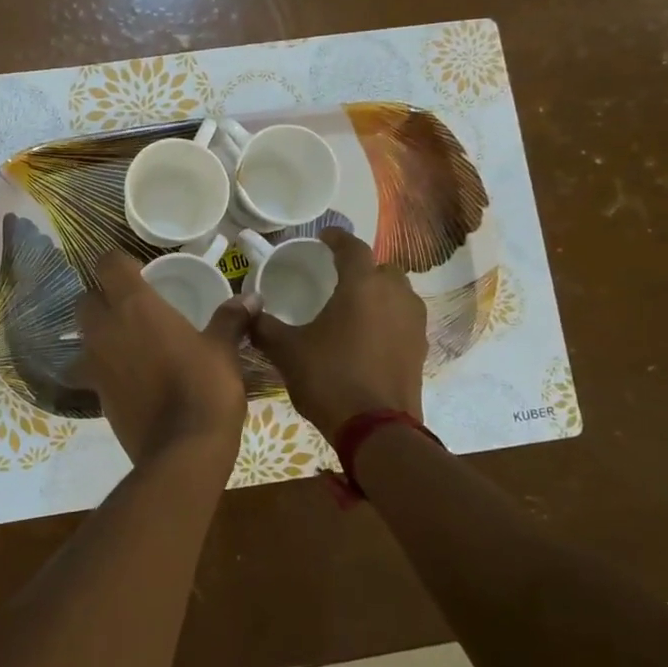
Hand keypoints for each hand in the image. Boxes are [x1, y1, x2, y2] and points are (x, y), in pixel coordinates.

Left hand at [76, 252, 254, 468]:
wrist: (182, 449)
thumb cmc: (205, 387)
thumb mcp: (223, 349)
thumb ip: (231, 319)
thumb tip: (251, 298)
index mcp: (135, 305)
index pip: (107, 264)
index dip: (118, 263)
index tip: (137, 271)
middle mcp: (106, 328)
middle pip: (86, 299)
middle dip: (102, 298)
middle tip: (130, 307)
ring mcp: (95, 362)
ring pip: (83, 335)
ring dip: (98, 332)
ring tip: (126, 341)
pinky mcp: (95, 393)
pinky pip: (90, 369)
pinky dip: (102, 366)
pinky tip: (127, 375)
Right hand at [252, 227, 428, 442]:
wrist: (376, 428)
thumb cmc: (329, 378)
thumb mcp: (287, 351)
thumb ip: (264, 326)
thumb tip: (247, 311)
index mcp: (361, 286)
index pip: (352, 247)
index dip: (336, 238)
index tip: (323, 238)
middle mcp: (394, 295)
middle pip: (382, 268)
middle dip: (362, 268)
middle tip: (338, 279)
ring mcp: (413, 322)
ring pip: (398, 293)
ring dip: (379, 293)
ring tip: (354, 307)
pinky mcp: (420, 347)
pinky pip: (404, 319)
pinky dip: (388, 318)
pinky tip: (368, 336)